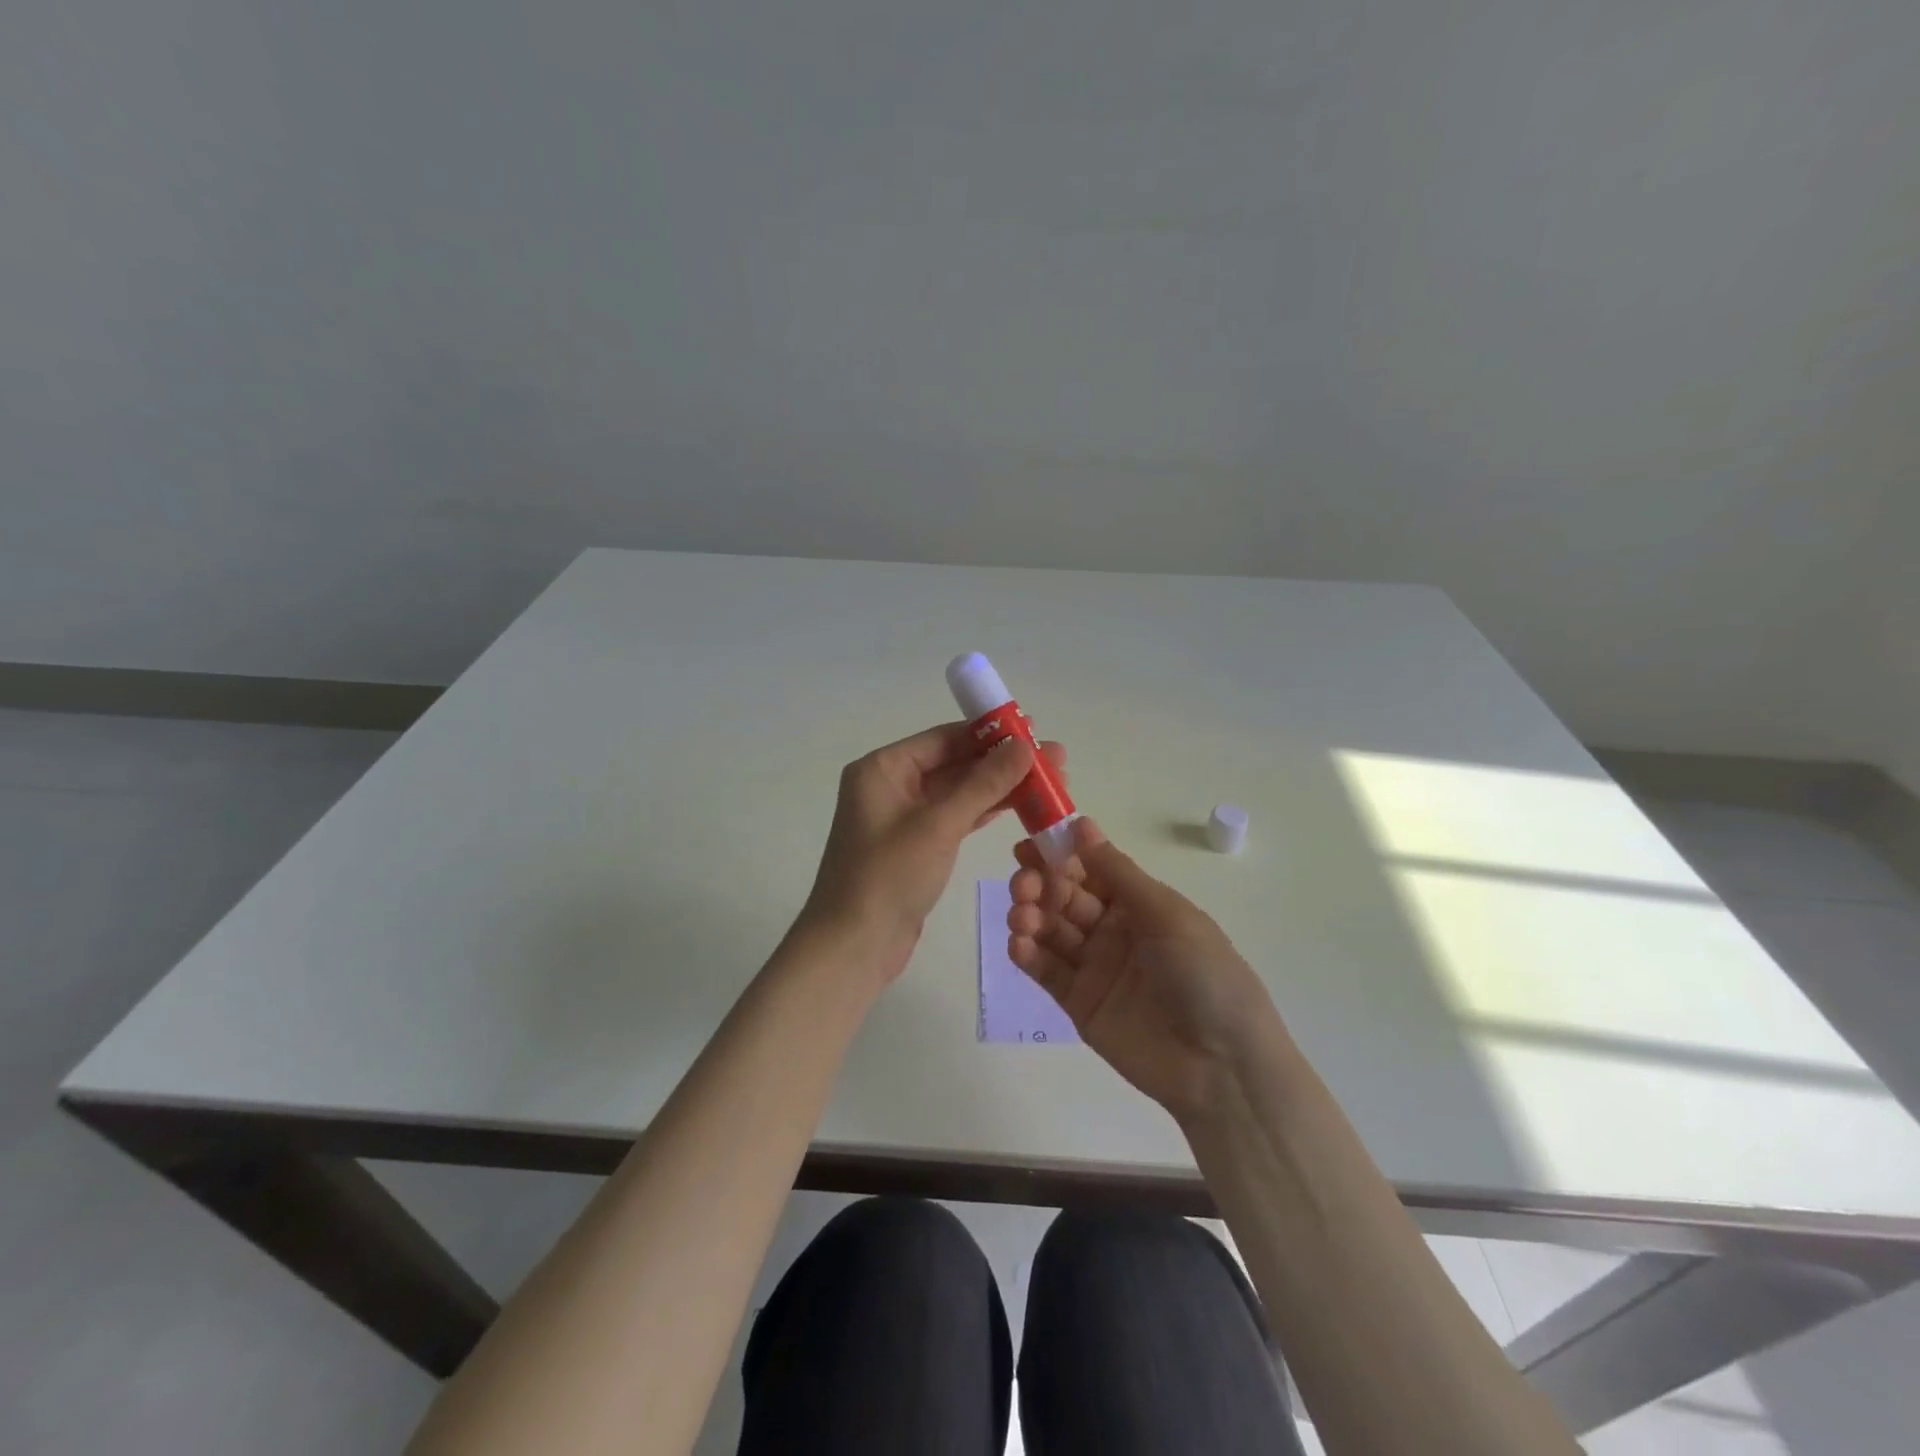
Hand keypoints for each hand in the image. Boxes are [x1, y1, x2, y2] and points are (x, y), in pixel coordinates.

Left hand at [805, 723, 1066, 981]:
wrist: (854, 947)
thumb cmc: (889, 877)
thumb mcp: (939, 825)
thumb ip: (983, 783)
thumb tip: (1023, 746)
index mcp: (883, 768)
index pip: (944, 738)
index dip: (991, 733)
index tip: (1034, 730)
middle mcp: (891, 785)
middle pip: (955, 762)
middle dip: (1003, 762)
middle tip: (1055, 760)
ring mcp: (904, 817)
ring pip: (959, 791)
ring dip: (1000, 787)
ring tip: (1050, 782)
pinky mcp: (917, 845)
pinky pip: (956, 817)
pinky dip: (986, 811)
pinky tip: (1021, 805)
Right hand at [1007, 818, 1284, 1121]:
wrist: (1223, 1066)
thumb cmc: (1204, 975)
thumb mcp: (1166, 914)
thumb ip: (1117, 873)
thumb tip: (1081, 826)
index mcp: (1139, 904)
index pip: (1089, 869)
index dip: (1058, 854)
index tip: (1029, 845)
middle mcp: (1114, 930)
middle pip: (1065, 897)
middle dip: (1039, 884)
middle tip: (1023, 885)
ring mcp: (1095, 968)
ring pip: (1051, 931)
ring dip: (1030, 916)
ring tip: (1021, 917)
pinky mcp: (1080, 1004)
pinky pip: (1047, 972)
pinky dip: (1028, 955)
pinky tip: (1019, 945)